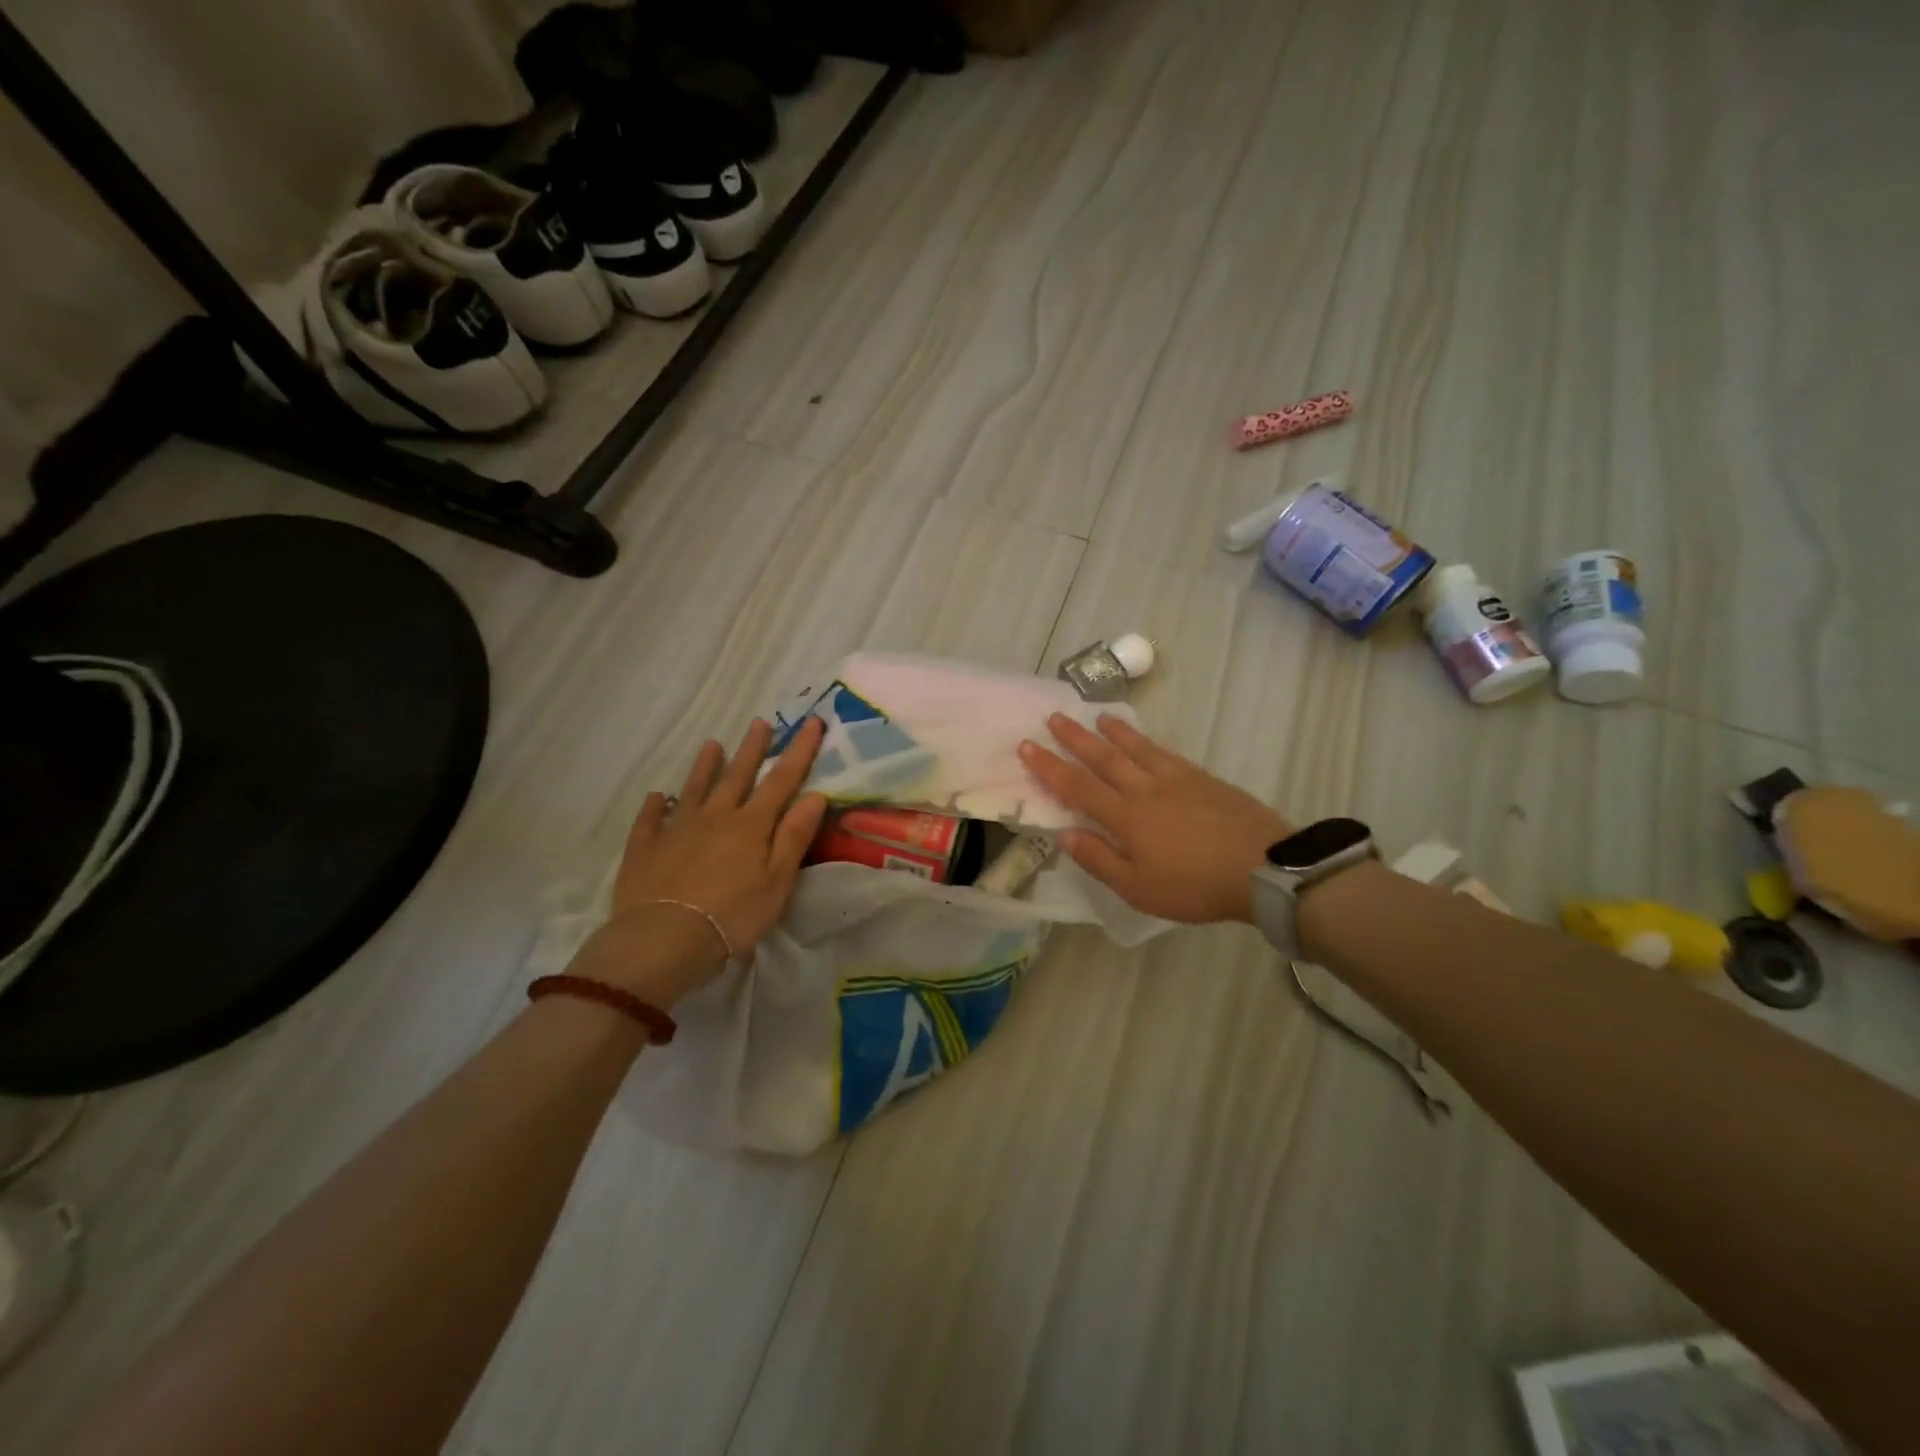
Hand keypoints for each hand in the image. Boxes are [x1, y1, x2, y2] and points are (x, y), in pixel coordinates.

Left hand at [581, 718, 827, 1005]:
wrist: (663, 940)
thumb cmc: (732, 915)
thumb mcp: (777, 881)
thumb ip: (794, 836)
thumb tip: (815, 795)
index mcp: (751, 825)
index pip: (782, 780)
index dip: (799, 751)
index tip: (811, 722)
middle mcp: (715, 817)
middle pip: (737, 776)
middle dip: (752, 748)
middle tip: (760, 722)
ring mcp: (676, 829)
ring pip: (694, 789)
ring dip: (705, 766)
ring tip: (711, 744)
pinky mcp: (645, 848)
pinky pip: (650, 820)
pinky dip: (655, 806)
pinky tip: (656, 797)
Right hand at [1019, 714, 1291, 923]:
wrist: (1262, 867)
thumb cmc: (1195, 885)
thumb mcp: (1139, 888)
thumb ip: (1100, 859)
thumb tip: (1065, 834)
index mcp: (1125, 817)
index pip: (1077, 786)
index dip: (1049, 766)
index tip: (1027, 746)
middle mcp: (1145, 789)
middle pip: (1104, 758)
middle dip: (1075, 738)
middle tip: (1054, 717)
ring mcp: (1176, 780)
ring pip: (1136, 748)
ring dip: (1112, 732)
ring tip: (1096, 715)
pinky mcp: (1202, 778)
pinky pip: (1165, 752)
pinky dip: (1147, 741)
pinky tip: (1144, 740)